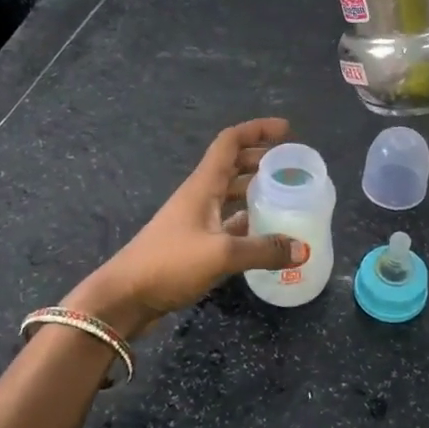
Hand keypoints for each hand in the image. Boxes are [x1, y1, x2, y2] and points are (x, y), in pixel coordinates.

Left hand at [66, 118, 306, 337]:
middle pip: (233, 165)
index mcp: (203, 185)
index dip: (258, 130)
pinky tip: (266, 234)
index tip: (287, 130)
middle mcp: (199, 196)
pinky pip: (227, 222)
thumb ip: (264, 250)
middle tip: (291, 167)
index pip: (230, 142)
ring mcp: (195, 220)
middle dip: (261, 159)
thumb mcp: (221, 255)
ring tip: (285, 196)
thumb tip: (303, 249)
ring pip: (230, 194)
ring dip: (255, 190)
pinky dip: (247, 221)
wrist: (125, 297)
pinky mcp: (194, 244)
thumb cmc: (169, 264)